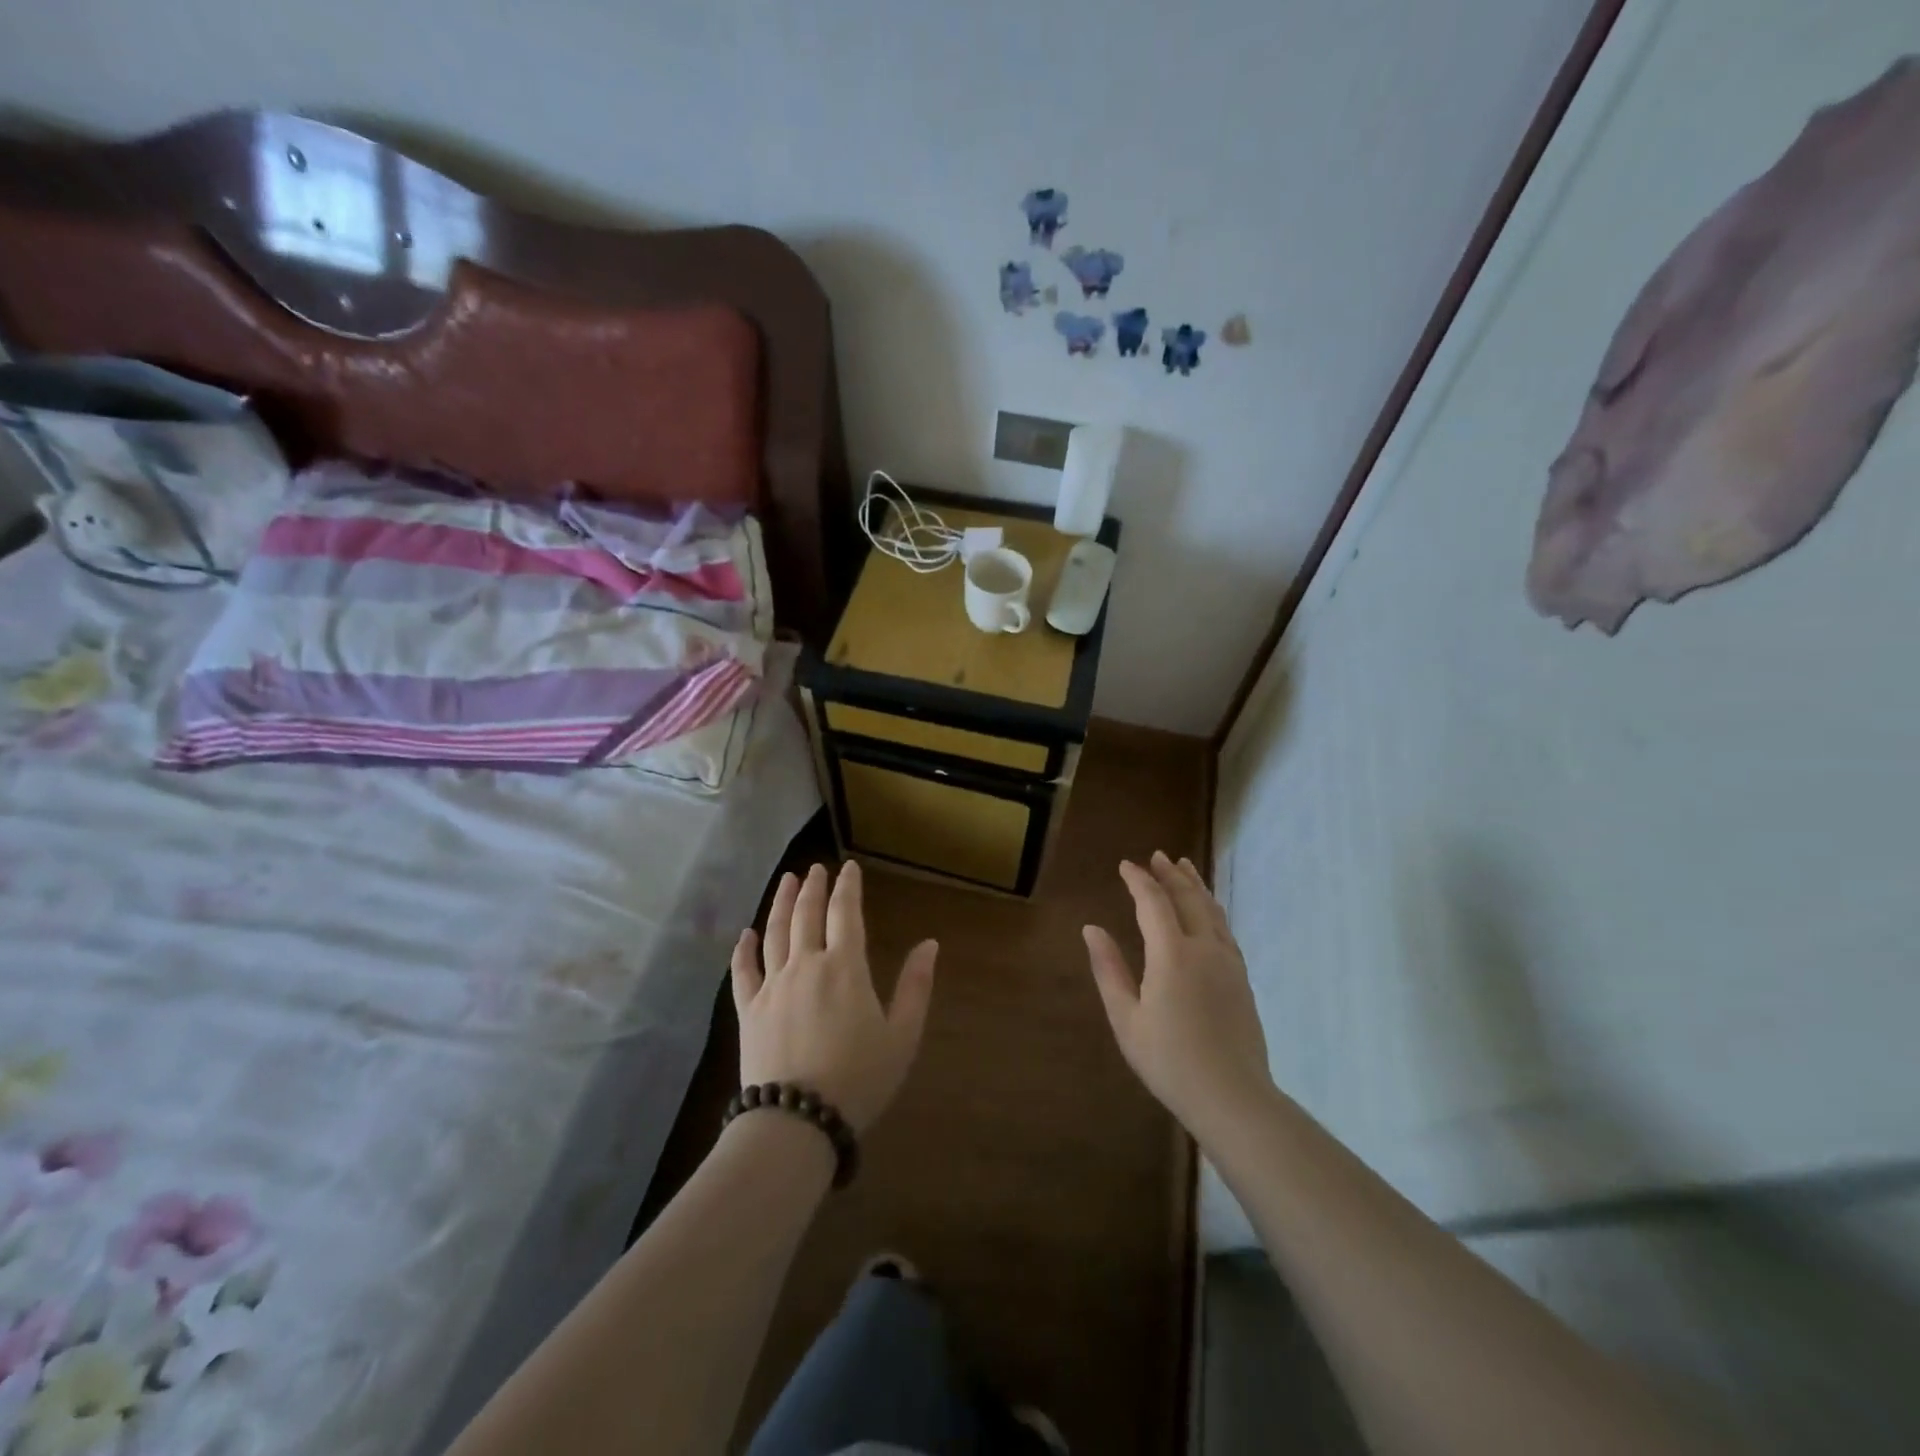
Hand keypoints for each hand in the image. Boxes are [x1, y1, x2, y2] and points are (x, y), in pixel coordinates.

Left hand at [731, 861, 936, 1134]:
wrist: (797, 1121)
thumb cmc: (859, 1078)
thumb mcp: (902, 1035)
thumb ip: (916, 986)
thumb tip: (929, 943)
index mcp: (845, 967)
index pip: (845, 913)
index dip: (848, 887)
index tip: (849, 868)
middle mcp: (806, 965)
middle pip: (806, 914)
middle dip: (812, 887)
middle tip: (815, 868)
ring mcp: (772, 986)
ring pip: (774, 933)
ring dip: (780, 903)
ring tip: (785, 881)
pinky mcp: (748, 1010)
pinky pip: (743, 971)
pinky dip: (744, 949)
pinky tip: (746, 934)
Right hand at [1083, 852, 1272, 1142]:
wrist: (1233, 1097)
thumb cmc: (1170, 1061)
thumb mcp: (1126, 1018)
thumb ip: (1109, 969)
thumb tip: (1091, 928)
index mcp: (1172, 954)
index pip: (1153, 902)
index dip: (1138, 880)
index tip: (1125, 865)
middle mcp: (1204, 948)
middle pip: (1188, 898)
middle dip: (1170, 874)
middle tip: (1158, 856)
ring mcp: (1228, 962)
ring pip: (1212, 910)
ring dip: (1195, 885)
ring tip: (1184, 867)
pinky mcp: (1242, 978)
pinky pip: (1225, 928)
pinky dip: (1212, 908)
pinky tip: (1208, 911)